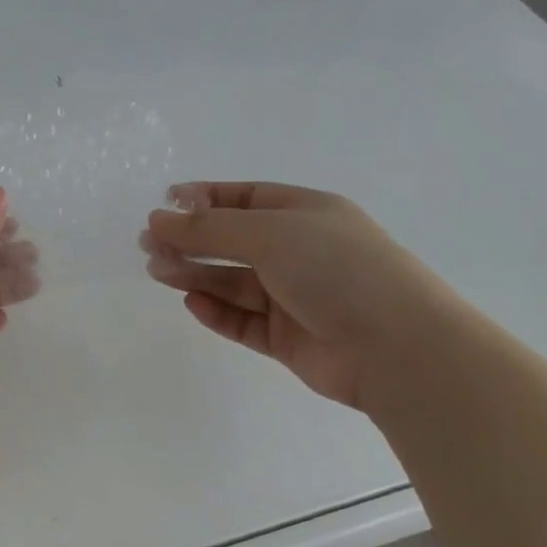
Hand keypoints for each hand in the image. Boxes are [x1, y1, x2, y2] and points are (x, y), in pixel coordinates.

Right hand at [142, 182, 466, 408]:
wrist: (398, 348)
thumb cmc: (336, 270)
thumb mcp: (269, 234)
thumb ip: (209, 228)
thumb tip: (157, 219)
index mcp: (305, 214)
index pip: (245, 198)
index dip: (203, 199)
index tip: (163, 205)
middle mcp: (299, 252)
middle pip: (232, 241)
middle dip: (191, 240)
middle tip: (148, 246)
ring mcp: (294, 296)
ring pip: (232, 282)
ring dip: (195, 274)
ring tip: (158, 272)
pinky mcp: (288, 337)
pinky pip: (243, 320)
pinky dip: (217, 312)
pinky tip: (193, 304)